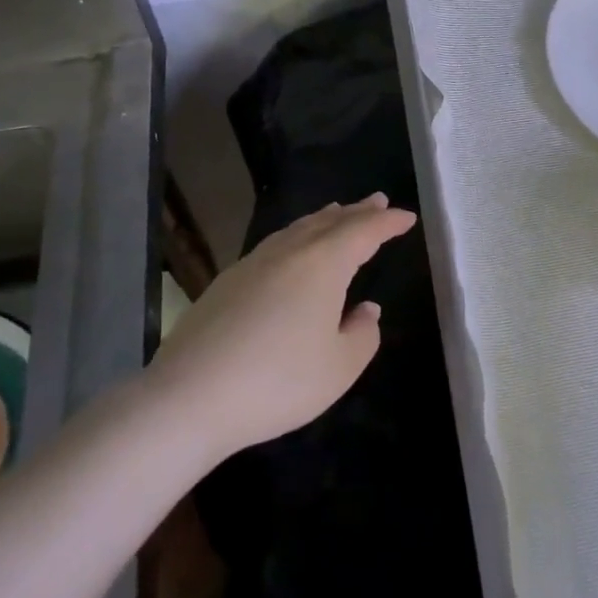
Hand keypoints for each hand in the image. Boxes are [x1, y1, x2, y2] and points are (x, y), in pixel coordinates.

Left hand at [150, 194, 416, 456]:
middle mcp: (289, 253)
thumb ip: (363, 334)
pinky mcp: (226, 282)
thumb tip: (366, 310)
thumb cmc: (278, 381)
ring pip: (297, 229)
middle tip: (377, 201)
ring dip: (323, 219)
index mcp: (323, 264)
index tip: (406, 217)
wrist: (190, 397)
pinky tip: (291, 250)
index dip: (388, 223)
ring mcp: (253, 264)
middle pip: (330, 222)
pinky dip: (295, 236)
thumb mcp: (339, 367)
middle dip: (358, 211)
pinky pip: (274, 245)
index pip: (364, 232)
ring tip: (337, 213)